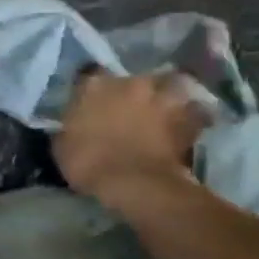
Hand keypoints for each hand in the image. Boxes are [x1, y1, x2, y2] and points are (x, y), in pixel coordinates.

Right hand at [54, 68, 204, 202]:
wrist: (134, 183)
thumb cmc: (88, 163)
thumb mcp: (62, 145)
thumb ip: (70, 126)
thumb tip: (75, 125)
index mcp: (95, 85)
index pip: (90, 75)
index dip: (93, 91)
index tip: (91, 103)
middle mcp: (130, 82)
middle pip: (134, 78)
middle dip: (134, 91)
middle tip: (132, 107)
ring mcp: (161, 97)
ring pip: (171, 85)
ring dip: (169, 95)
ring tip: (167, 108)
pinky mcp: (187, 118)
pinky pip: (195, 113)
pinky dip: (194, 117)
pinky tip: (190, 126)